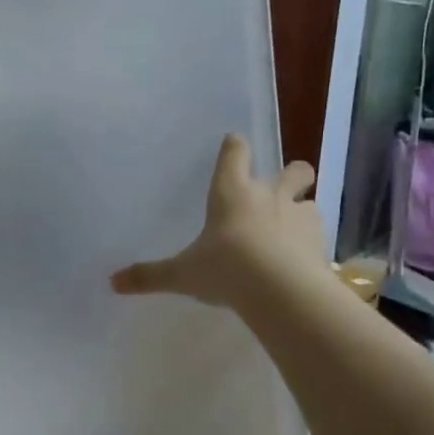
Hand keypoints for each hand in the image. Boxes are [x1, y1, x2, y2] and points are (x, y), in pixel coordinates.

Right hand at [111, 134, 324, 307]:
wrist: (279, 290)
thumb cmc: (225, 268)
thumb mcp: (182, 274)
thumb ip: (150, 275)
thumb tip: (113, 282)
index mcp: (231, 192)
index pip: (235, 153)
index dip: (234, 147)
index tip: (234, 144)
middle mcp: (268, 196)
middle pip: (292, 169)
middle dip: (291, 173)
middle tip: (283, 186)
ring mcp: (299, 216)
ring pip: (310, 200)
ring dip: (303, 209)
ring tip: (293, 229)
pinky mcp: (320, 242)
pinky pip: (319, 233)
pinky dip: (313, 241)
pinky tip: (304, 258)